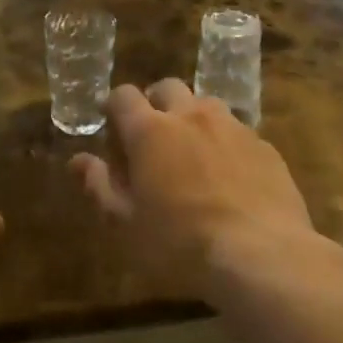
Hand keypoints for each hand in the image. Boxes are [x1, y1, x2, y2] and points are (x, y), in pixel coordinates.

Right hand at [71, 80, 317, 299]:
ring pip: (206, 105)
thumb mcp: (126, 223)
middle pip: (167, 87)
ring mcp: (232, 126)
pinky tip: (230, 177)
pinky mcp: (264, 145)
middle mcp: (190, 115)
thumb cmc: (180, 243)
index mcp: (150, 130)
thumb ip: (99, 186)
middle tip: (153, 137)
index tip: (112, 128)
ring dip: (193, 119)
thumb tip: (78, 160)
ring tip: (193, 154)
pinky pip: (238, 131)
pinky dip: (226, 143)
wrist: (260, 254)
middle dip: (156, 103)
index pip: (123, 95)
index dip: (114, 107)